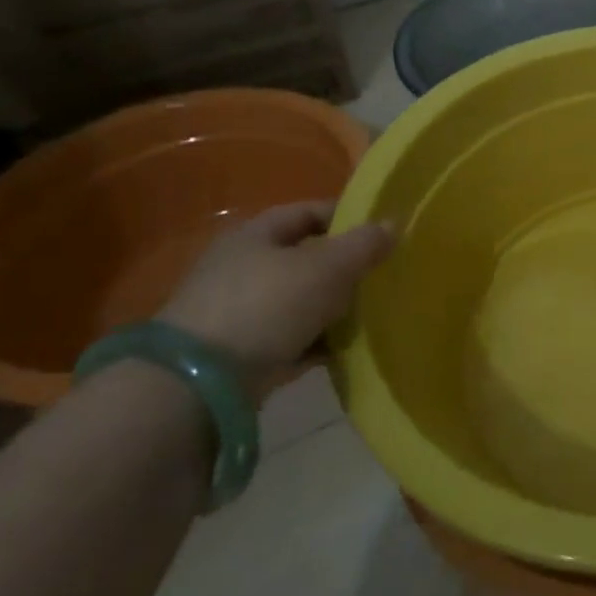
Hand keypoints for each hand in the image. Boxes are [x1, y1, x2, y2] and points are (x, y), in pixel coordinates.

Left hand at [158, 202, 396, 397]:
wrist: (201, 382)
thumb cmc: (267, 305)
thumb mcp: (326, 268)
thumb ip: (363, 245)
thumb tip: (394, 224)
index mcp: (256, 235)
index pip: (308, 212)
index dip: (347, 216)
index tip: (383, 231)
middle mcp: (244, 267)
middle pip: (306, 258)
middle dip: (345, 267)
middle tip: (384, 275)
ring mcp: (240, 312)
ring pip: (301, 300)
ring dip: (334, 307)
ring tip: (374, 314)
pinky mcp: (242, 352)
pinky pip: (293, 339)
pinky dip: (319, 342)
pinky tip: (348, 350)